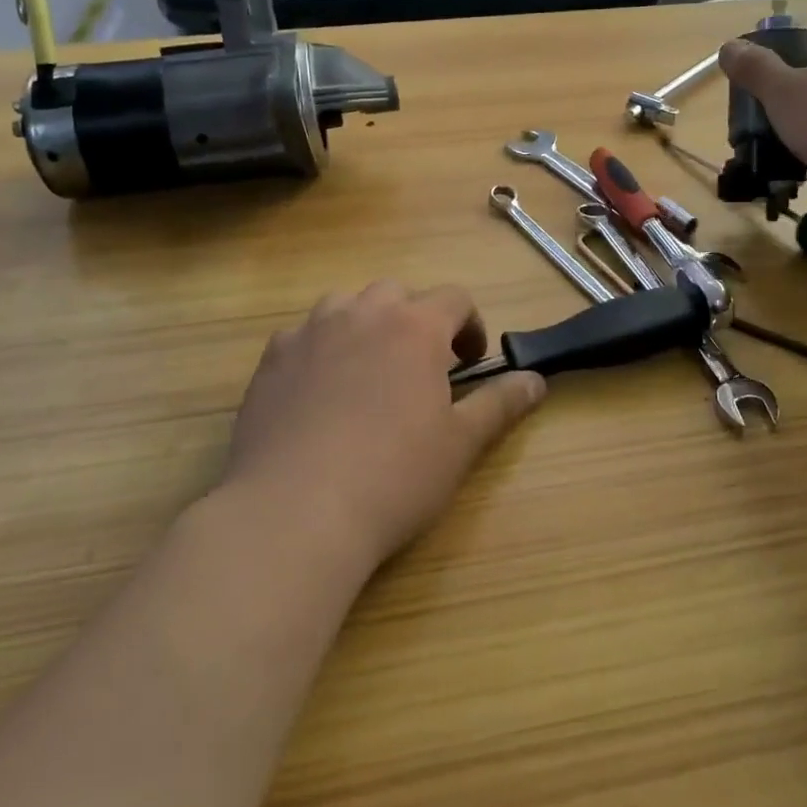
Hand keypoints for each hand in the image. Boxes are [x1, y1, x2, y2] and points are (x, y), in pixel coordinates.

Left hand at [223, 283, 545, 571]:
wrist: (294, 512)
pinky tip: (318, 394)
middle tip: (420, 369)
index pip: (455, 298)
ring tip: (368, 373)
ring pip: (346, 307)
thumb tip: (536, 380)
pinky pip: (303, 336)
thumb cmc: (393, 476)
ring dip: (365, 326)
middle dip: (415, 321)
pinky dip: (319, 349)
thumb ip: (500, 404)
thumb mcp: (461, 444)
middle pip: (397, 294)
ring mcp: (309, 333)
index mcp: (414, 326)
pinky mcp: (270, 360)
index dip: (470, 325)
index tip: (470, 363)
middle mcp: (361, 314)